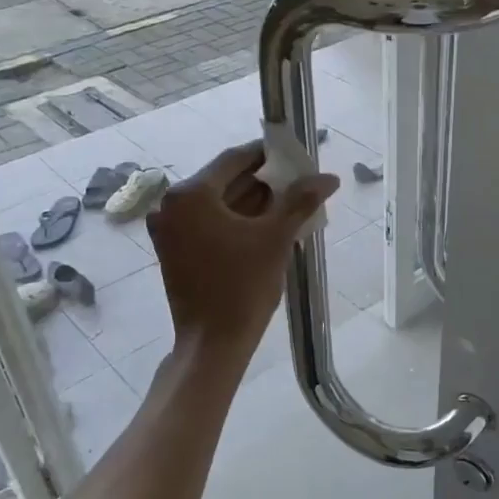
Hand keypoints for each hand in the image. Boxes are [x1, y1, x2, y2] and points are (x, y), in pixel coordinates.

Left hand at [145, 143, 338, 363]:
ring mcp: (169, 229)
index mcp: (190, 195)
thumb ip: (300, 201)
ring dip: (252, 203)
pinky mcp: (173, 250)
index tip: (296, 158)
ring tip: (289, 206)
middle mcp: (171, 205)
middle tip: (298, 184)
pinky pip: (209, 223)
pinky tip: (266, 227)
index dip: (268, 156)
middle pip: (224, 181)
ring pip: (218, 204)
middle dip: (263, 182)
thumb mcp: (275, 239)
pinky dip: (236, 222)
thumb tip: (329, 177)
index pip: (234, 159)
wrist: (213, 343)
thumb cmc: (243, 287)